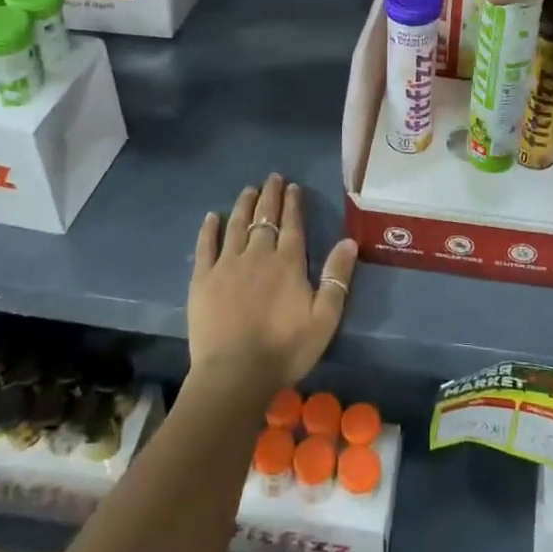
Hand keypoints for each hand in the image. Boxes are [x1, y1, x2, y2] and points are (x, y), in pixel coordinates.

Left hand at [186, 174, 357, 393]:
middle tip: (272, 178)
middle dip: (270, 195)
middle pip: (264, 217)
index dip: (293, 203)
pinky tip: (211, 217)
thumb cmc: (285, 349)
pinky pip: (205, 246)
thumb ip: (337, 277)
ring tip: (249, 190)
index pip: (292, 224)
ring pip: (236, 225)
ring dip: (243, 205)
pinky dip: (209, 229)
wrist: (235, 374)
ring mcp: (227, 264)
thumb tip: (349, 241)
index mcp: (288, 262)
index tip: (293, 187)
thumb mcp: (325, 318)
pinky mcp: (203, 279)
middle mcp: (258, 254)